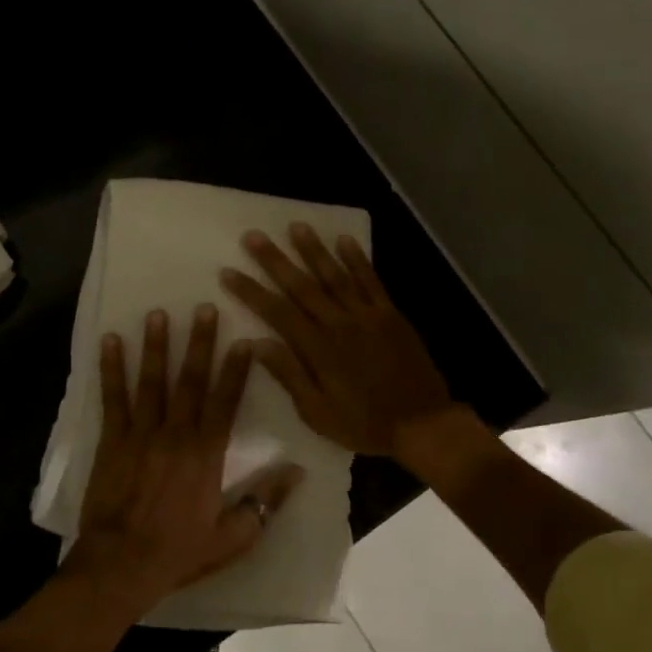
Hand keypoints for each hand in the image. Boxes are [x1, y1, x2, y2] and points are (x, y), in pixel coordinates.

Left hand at [69, 305, 301, 611]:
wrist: (120, 564)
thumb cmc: (179, 552)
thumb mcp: (233, 537)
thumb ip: (264, 501)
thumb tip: (297, 471)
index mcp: (206, 454)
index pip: (226, 402)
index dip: (236, 370)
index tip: (244, 340)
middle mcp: (175, 434)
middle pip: (189, 381)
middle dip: (198, 343)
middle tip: (203, 307)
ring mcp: (140, 434)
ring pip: (151, 381)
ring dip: (155, 346)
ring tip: (157, 313)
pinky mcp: (111, 441)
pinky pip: (112, 398)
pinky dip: (111, 369)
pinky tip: (109, 342)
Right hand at [220, 224, 455, 458]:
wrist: (422, 424)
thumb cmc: (365, 424)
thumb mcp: (318, 413)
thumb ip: (289, 375)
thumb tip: (256, 344)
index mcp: (317, 349)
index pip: (276, 312)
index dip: (251, 291)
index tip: (228, 271)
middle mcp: (339, 323)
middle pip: (301, 286)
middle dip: (275, 260)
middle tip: (253, 236)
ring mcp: (367, 315)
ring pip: (335, 275)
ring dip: (314, 250)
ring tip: (296, 226)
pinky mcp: (390, 314)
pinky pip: (371, 281)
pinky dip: (358, 259)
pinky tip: (345, 240)